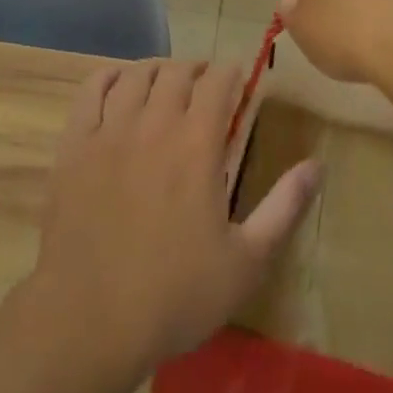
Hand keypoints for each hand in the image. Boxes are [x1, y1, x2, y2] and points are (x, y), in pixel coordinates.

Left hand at [32, 61, 320, 375]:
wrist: (88, 322)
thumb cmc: (174, 296)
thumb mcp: (246, 262)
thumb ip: (283, 208)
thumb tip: (317, 166)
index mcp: (197, 144)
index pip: (218, 82)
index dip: (231, 71)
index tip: (239, 76)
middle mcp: (154, 123)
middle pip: (176, 72)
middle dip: (196, 70)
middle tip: (204, 84)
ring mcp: (109, 130)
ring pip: (136, 74)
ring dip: (156, 70)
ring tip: (165, 82)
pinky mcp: (74, 145)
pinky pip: (91, 90)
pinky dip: (109, 77)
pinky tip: (117, 85)